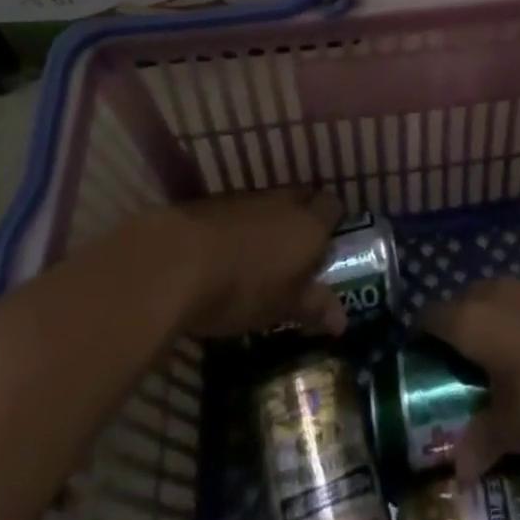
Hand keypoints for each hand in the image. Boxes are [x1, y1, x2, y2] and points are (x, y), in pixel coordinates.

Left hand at [135, 189, 347, 338]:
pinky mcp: (217, 203)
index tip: (326, 252)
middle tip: (298, 257)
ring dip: (271, 225)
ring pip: (272, 205)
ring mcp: (249, 198)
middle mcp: (285, 201)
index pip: (334, 208)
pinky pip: (242, 212)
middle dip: (304, 222)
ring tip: (262, 260)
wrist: (177, 261)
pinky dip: (242, 228)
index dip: (333, 226)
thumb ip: (314, 307)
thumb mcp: (282, 307)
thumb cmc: (243, 288)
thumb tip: (342, 320)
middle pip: (304, 200)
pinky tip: (229, 255)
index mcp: (310, 222)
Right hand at [421, 279, 519, 479]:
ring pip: (496, 295)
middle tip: (458, 360)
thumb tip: (458, 471)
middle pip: (463, 300)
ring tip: (496, 352)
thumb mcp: (514, 430)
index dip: (421, 333)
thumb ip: (482, 442)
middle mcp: (494, 292)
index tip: (419, 353)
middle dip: (457, 325)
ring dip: (491, 318)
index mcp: (470, 320)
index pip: (432, 316)